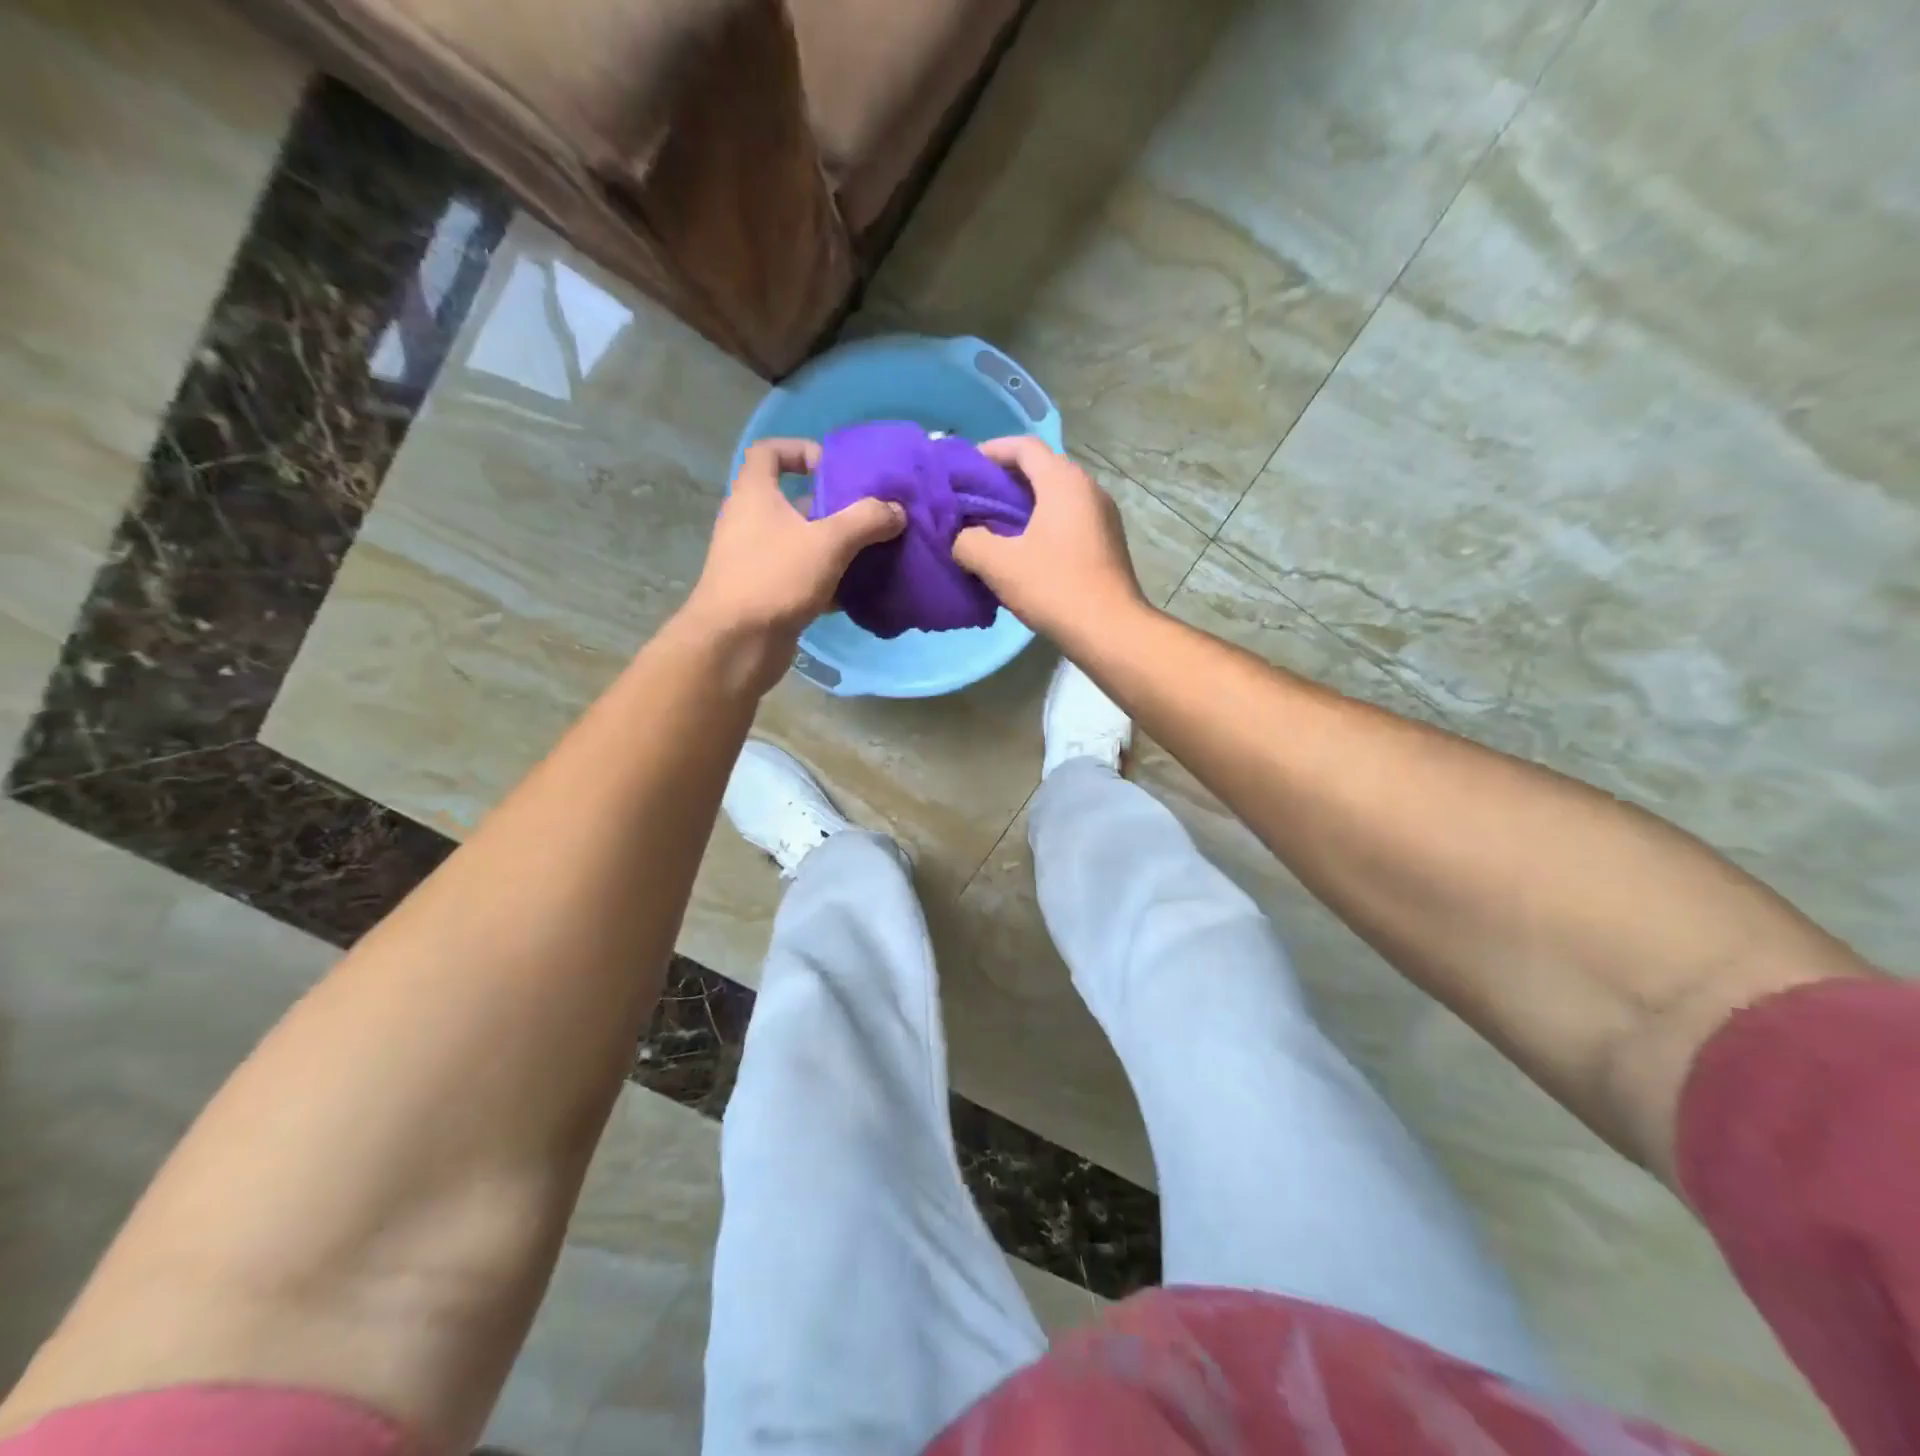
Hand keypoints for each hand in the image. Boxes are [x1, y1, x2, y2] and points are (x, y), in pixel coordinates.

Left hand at [679, 439, 904, 691]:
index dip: (801, 450)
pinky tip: (857, 590)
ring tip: (872, 551)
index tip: (834, 468)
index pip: (769, 452)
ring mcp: (756, 560)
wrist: (735, 644)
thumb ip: (866, 520)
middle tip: (869, 515)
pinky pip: (801, 576)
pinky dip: (827, 580)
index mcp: (755, 494)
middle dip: (832, 506)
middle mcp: (750, 521)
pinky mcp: (766, 593)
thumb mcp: (828, 542)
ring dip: (834, 545)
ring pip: (800, 542)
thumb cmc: (775, 578)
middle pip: (793, 500)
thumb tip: (897, 510)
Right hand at [953, 437, 1147, 644]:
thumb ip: (969, 541)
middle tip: (976, 500)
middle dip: (1006, 479)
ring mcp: (1103, 515)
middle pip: (1042, 468)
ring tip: (996, 526)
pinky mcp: (1108, 541)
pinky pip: (1070, 518)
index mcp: (1063, 481)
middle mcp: (1088, 488)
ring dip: (1026, 504)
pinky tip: (1026, 550)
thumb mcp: (998, 564)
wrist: (1109, 629)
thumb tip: (962, 538)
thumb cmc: (1054, 587)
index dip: (991, 451)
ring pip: (1057, 495)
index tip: (966, 469)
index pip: (1024, 446)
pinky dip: (1044, 522)